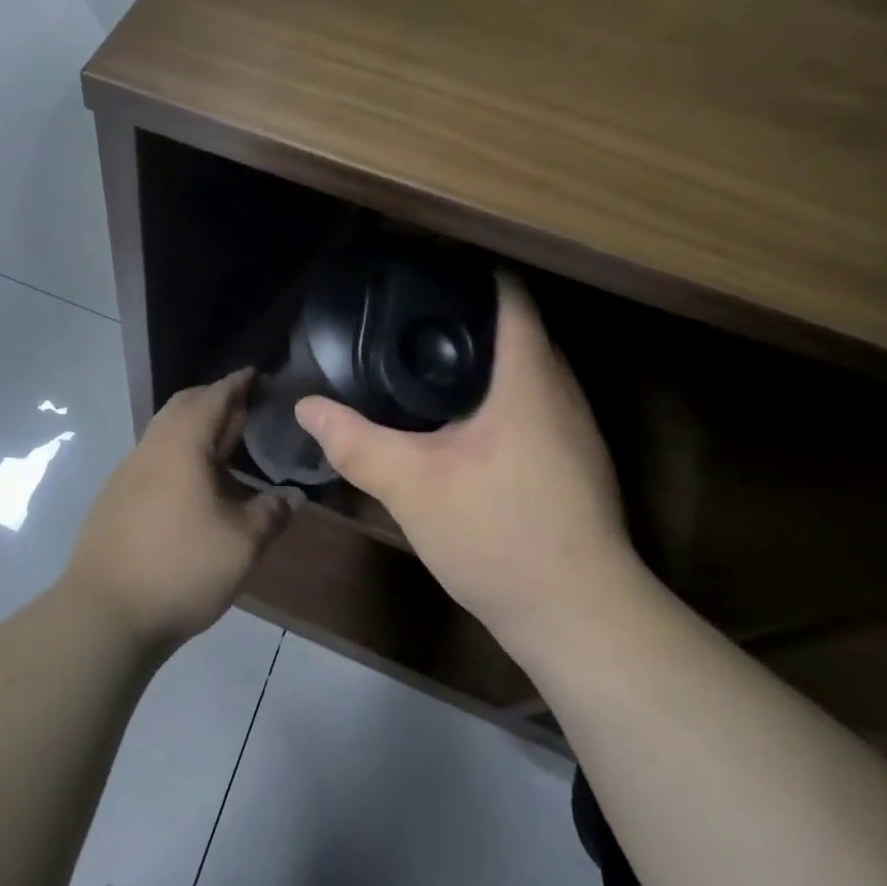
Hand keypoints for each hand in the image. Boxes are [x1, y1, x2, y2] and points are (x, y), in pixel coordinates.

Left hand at [64, 369, 292, 654]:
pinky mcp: (115, 497)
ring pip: (165, 432)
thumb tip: (293, 496)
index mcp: (182, 444)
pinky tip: (194, 482)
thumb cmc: (180, 568)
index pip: (214, 397)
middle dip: (214, 399)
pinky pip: (154, 457)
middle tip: (245, 406)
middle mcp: (151, 447)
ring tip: (225, 443)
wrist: (104, 613)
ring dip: (194, 427)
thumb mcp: (242, 544)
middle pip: (184, 406)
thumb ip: (271, 513)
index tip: (256, 373)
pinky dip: (179, 452)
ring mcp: (128, 472)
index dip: (238, 383)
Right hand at [295, 273, 637, 654]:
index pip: (511, 297)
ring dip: (488, 357)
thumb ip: (356, 443)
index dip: (473, 273)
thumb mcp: (412, 486)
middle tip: (411, 313)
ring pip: (531, 369)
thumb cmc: (499, 535)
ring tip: (428, 357)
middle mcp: (562, 391)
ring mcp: (576, 429)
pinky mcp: (576, 461)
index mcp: (528, 379)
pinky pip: (536, 402)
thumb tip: (307, 407)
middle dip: (471, 315)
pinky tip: (462, 418)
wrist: (578, 616)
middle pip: (521, 329)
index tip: (427, 268)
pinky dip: (501, 393)